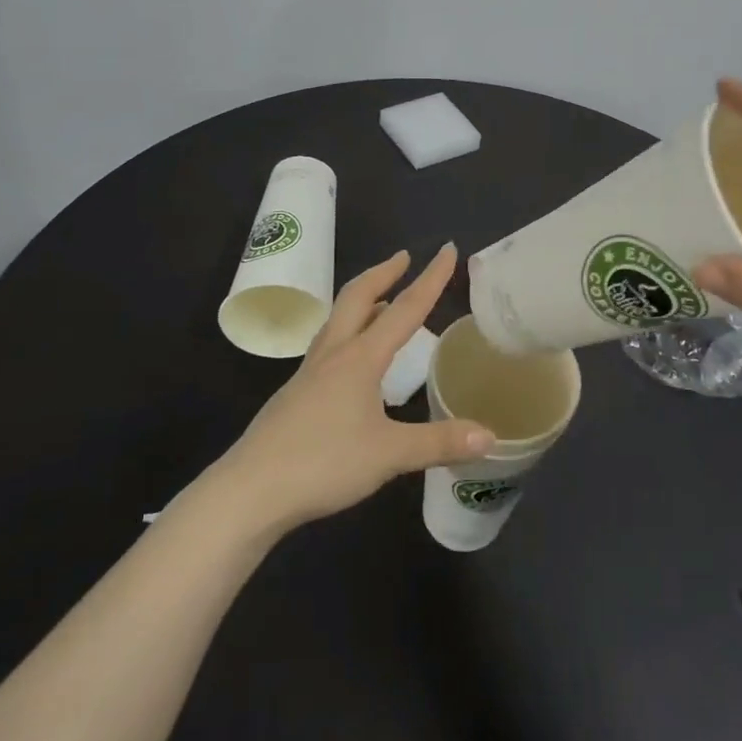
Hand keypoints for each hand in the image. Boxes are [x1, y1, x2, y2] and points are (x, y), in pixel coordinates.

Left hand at [221, 244, 494, 530]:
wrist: (250, 491)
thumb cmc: (323, 463)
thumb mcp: (390, 454)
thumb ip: (439, 442)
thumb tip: (491, 436)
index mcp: (360, 358)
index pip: (405, 309)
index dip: (430, 278)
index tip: (446, 249)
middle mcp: (333, 355)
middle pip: (357, 298)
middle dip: (383, 273)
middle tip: (403, 258)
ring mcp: (309, 374)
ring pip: (338, 320)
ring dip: (363, 300)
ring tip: (381, 300)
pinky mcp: (295, 396)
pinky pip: (328, 347)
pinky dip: (349, 333)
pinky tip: (353, 360)